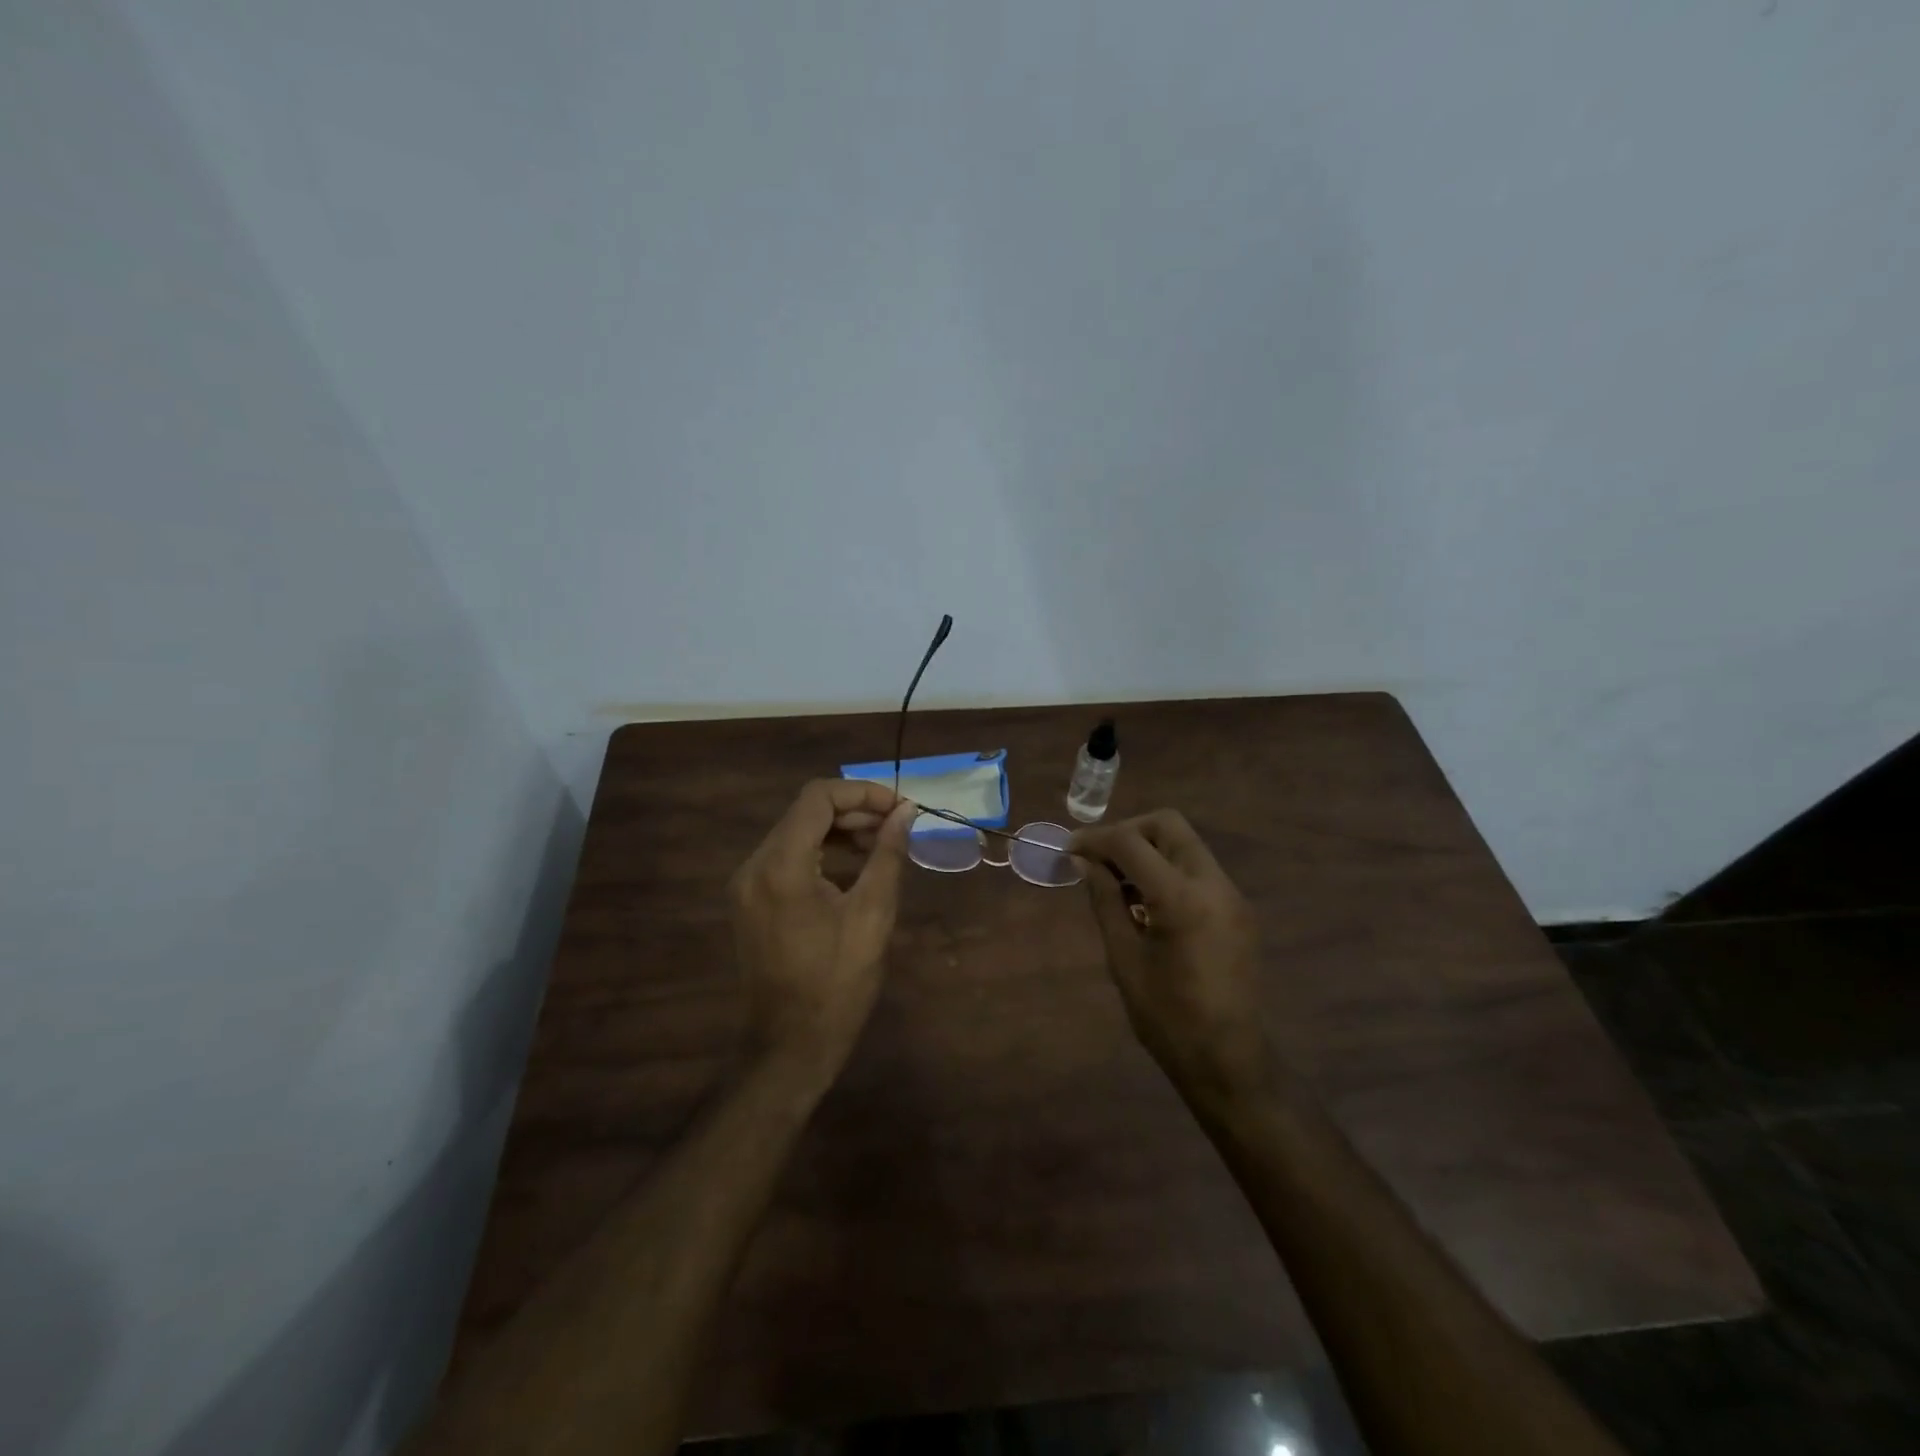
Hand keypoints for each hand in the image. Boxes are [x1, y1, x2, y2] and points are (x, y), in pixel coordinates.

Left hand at [729, 779, 917, 1076]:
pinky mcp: (750, 900)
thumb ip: (888, 855)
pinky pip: (787, 857)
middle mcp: (755, 865)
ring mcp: (747, 884)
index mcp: (781, 866)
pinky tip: (855, 867)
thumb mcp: (872, 915)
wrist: (789, 1046)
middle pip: (806, 812)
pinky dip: (822, 852)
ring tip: (882, 844)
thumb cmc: (837, 984)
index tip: (900, 808)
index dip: (863, 793)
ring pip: (796, 832)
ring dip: (840, 830)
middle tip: (898, 826)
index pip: (818, 797)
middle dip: (855, 810)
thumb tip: (906, 812)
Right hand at [1069, 810, 1273, 1108]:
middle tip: (1098, 859)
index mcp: (1181, 898)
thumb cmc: (1166, 1017)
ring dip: (1149, 849)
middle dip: (1128, 832)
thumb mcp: (1123, 957)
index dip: (1095, 839)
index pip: (1131, 842)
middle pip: (1168, 825)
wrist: (1229, 1061)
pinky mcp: (1239, 909)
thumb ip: (1104, 900)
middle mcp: (1214, 884)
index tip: (1068, 849)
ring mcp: (1232, 895)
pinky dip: (1168, 869)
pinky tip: (1147, 902)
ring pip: (1185, 844)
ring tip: (1118, 882)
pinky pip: (1198, 869)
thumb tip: (1082, 861)